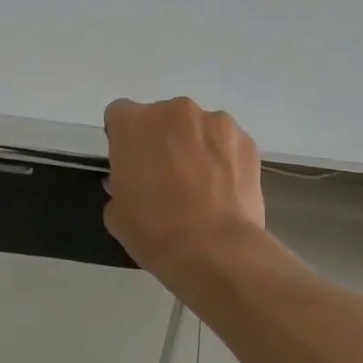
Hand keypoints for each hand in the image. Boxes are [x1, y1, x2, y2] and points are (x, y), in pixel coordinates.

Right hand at [103, 97, 265, 275]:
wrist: (216, 251)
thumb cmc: (155, 231)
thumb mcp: (116, 214)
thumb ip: (119, 186)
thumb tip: (133, 182)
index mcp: (134, 124)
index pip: (119, 115)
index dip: (123, 139)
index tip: (130, 164)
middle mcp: (174, 111)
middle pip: (161, 118)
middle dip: (161, 141)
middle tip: (165, 178)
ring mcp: (215, 122)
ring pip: (197, 128)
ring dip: (194, 146)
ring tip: (201, 186)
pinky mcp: (245, 140)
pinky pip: (225, 143)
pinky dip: (222, 158)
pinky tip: (223, 190)